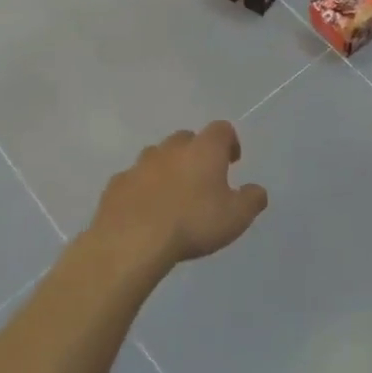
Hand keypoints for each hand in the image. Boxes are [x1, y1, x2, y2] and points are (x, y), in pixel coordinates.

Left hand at [91, 121, 267, 267]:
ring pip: (157, 157)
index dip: (229, 142)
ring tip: (172, 196)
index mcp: (204, 150)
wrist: (131, 242)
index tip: (232, 162)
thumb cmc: (192, 223)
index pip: (221, 129)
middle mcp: (171, 149)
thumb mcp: (236, 217)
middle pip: (186, 139)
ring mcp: (139, 165)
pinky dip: (141, 189)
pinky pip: (133, 180)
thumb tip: (256, 191)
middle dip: (196, 153)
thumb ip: (252, 200)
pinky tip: (145, 211)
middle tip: (202, 179)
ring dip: (167, 169)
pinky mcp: (115, 186)